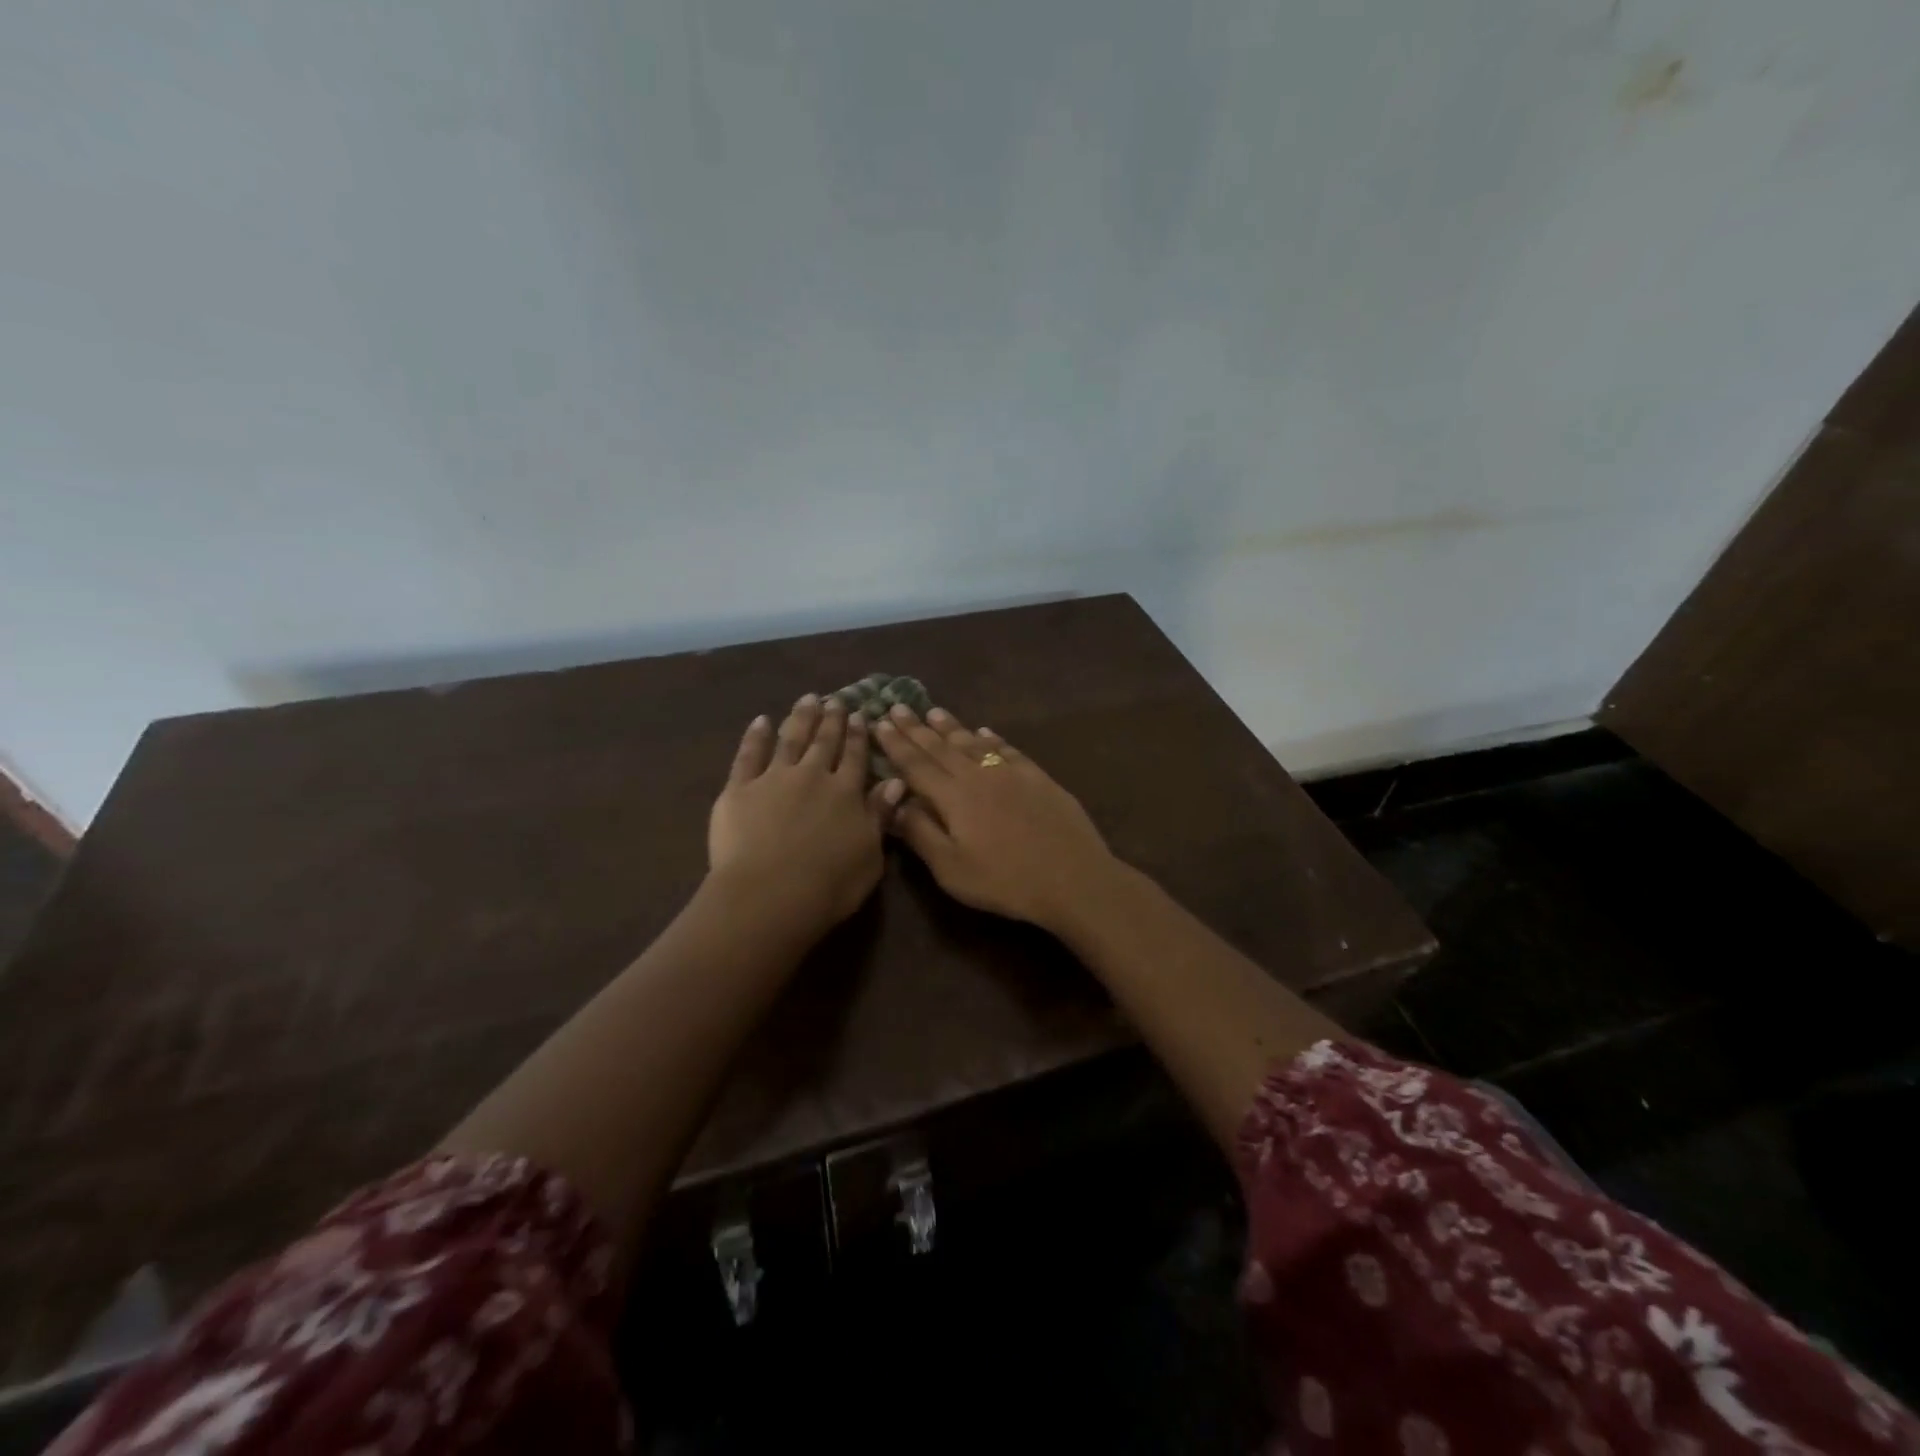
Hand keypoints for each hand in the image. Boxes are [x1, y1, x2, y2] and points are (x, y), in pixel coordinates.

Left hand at [708, 695, 904, 939]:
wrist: (770, 895)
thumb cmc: (830, 885)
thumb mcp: (871, 856)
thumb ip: (880, 816)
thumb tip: (896, 782)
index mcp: (846, 793)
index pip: (855, 756)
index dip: (858, 736)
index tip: (861, 715)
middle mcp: (812, 776)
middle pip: (824, 742)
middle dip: (832, 720)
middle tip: (836, 700)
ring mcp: (774, 779)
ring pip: (790, 740)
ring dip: (800, 718)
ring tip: (807, 699)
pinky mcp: (739, 789)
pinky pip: (748, 755)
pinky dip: (755, 736)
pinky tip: (761, 721)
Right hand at [874, 705, 1121, 933]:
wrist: (1072, 877)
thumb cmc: (1005, 881)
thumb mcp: (951, 869)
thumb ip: (920, 834)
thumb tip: (894, 804)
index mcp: (953, 797)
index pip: (916, 765)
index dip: (896, 744)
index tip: (879, 723)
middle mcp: (979, 775)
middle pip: (941, 747)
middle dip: (916, 728)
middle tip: (897, 706)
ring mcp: (1011, 773)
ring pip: (973, 742)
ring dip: (951, 726)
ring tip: (933, 711)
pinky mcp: (1038, 778)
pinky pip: (1008, 750)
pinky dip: (992, 738)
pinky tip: (985, 731)